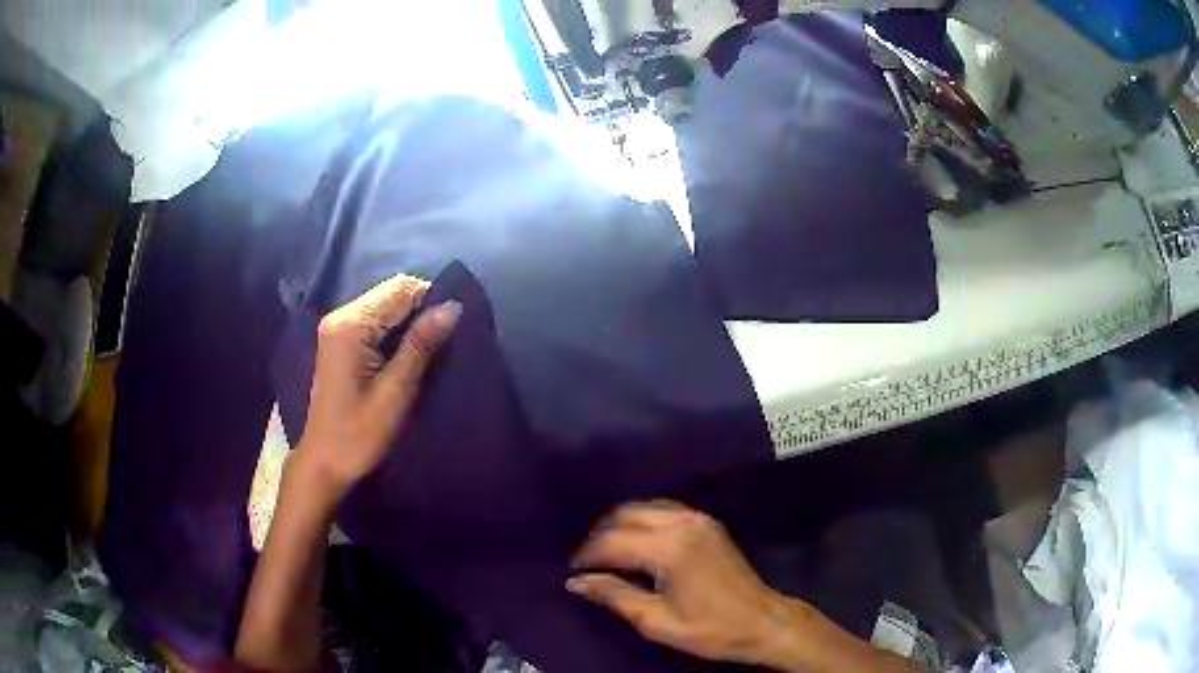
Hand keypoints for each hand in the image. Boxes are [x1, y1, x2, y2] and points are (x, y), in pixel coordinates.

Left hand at [293, 274, 461, 500]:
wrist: (324, 462)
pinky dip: (397, 329)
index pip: (401, 289)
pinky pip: (376, 320)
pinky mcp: (340, 340)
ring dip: (412, 319)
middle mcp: (341, 316)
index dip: (432, 299)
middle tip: (447, 339)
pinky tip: (410, 352)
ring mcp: (338, 327)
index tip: (457, 326)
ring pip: (386, 305)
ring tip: (433, 346)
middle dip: (423, 308)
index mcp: (351, 325)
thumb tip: (453, 307)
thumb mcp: (395, 392)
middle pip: (392, 292)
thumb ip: (420, 345)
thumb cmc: (359, 434)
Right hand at [568, 501, 800, 666]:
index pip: (613, 541)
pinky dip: (642, 520)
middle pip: (625, 514)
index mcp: (669, 549)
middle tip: (586, 562)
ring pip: (644, 507)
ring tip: (606, 553)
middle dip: (599, 536)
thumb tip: (577, 582)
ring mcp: (698, 519)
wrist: (762, 621)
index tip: (572, 572)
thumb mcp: (657, 622)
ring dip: (620, 525)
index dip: (587, 555)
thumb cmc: (710, 629)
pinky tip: (635, 541)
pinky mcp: (707, 522)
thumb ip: (615, 596)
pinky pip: (663, 510)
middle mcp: (682, 523)